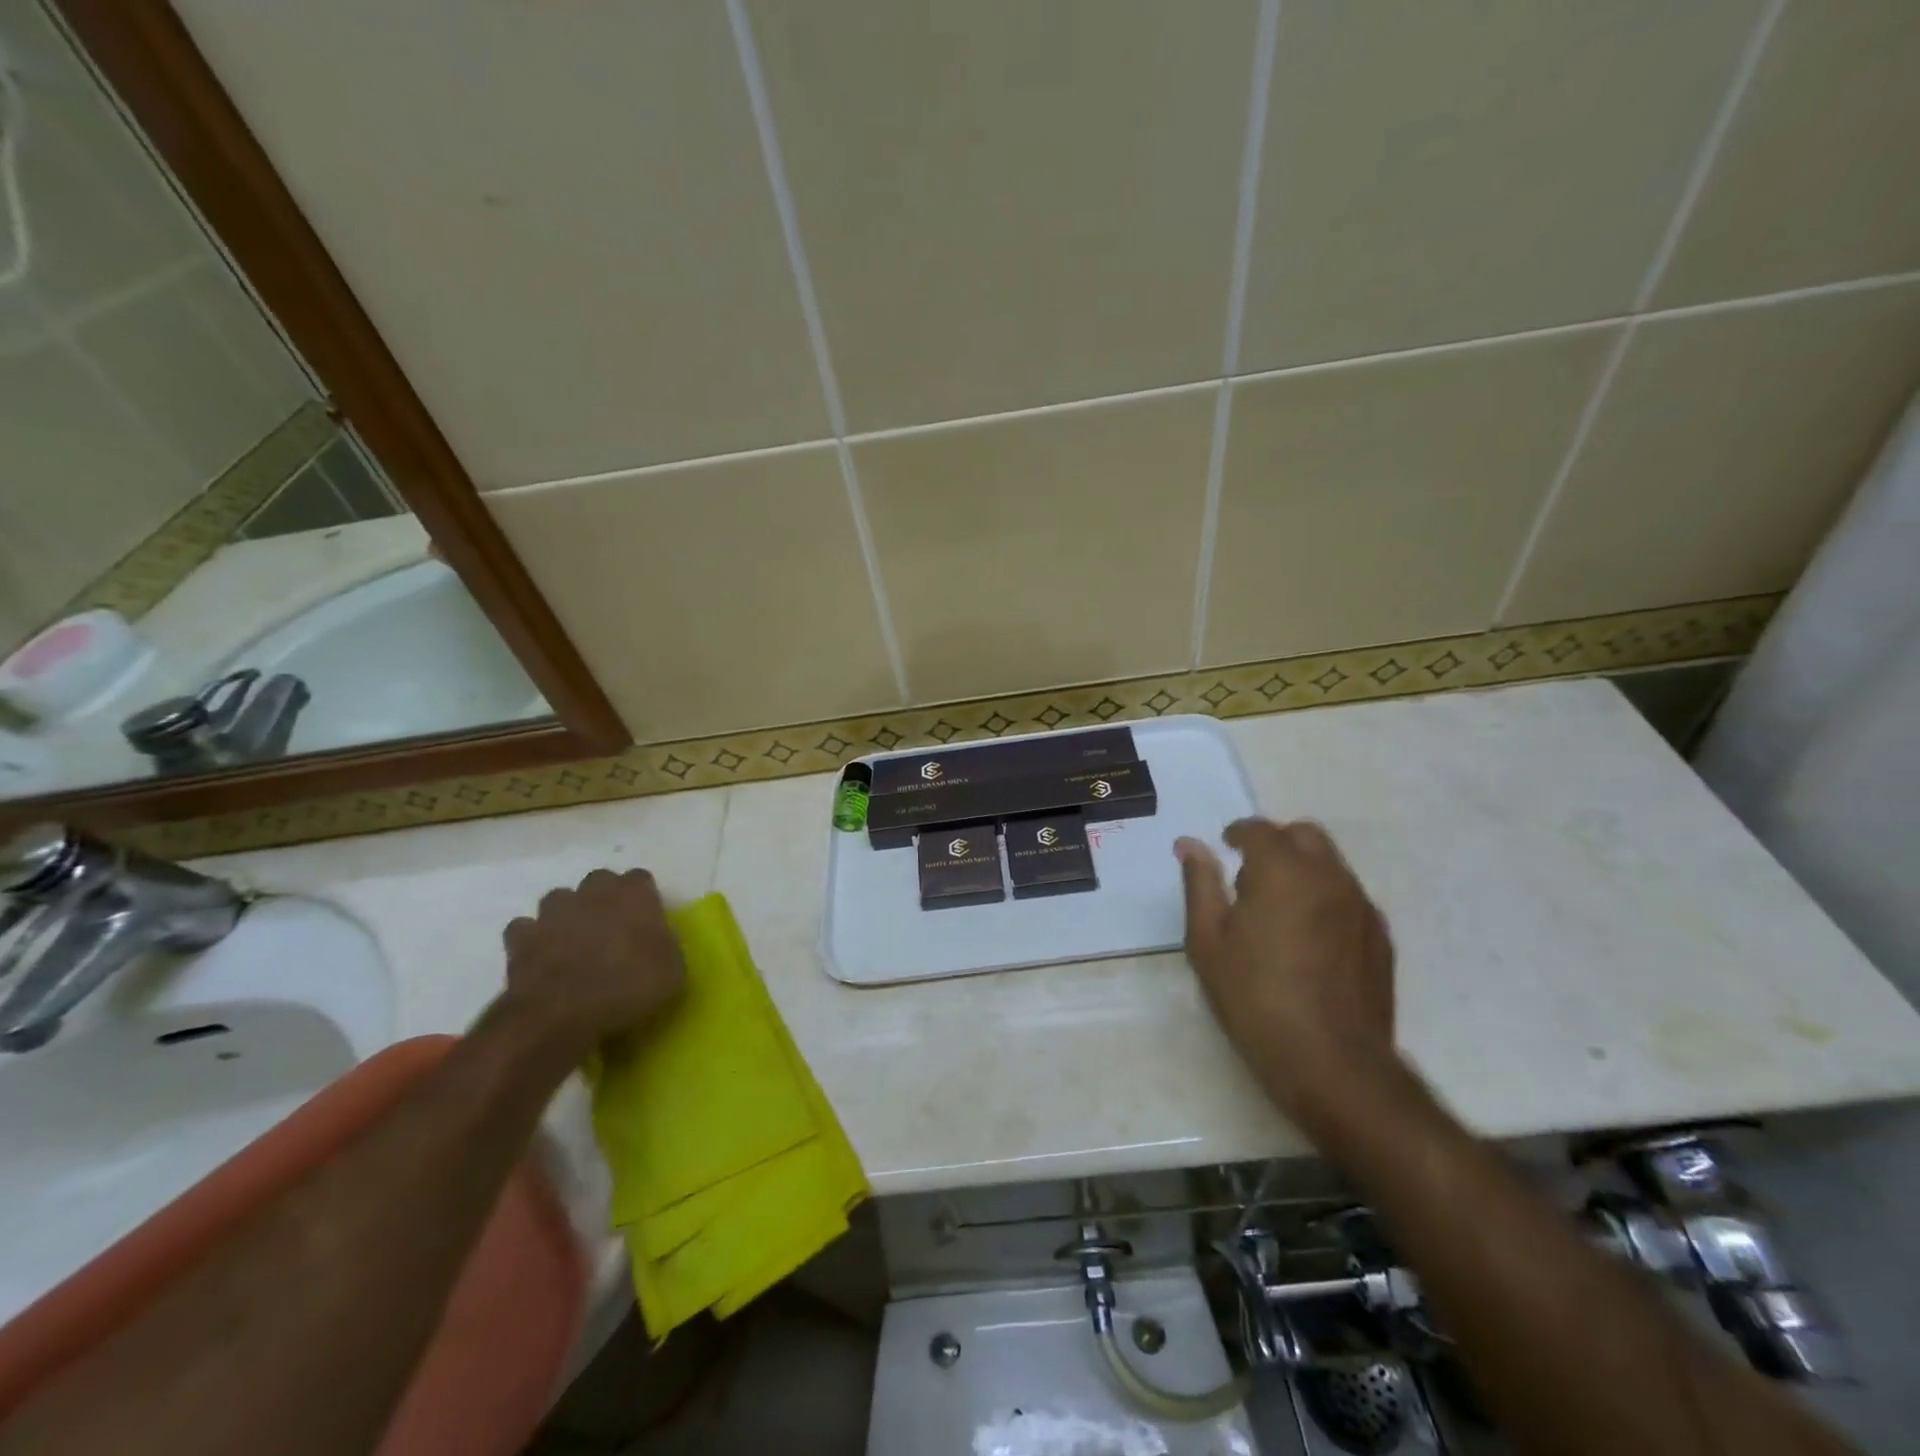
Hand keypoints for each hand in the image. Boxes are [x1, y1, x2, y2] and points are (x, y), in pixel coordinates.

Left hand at [501, 868, 685, 1052]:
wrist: (562, 1014)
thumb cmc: (629, 987)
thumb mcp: (673, 971)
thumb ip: (665, 946)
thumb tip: (657, 943)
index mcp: (634, 894)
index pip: (641, 879)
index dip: (643, 899)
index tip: (647, 922)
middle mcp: (592, 892)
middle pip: (599, 881)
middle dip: (604, 899)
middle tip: (612, 929)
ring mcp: (552, 912)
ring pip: (559, 899)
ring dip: (567, 915)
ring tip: (574, 942)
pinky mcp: (520, 938)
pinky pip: (525, 929)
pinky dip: (532, 939)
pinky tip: (541, 958)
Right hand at [1176, 820, 1397, 1127]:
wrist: (1332, 1063)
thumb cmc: (1255, 998)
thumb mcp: (1208, 942)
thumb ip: (1200, 884)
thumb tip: (1190, 844)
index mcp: (1282, 871)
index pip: (1260, 829)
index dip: (1237, 833)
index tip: (1224, 847)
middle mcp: (1328, 876)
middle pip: (1305, 835)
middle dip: (1275, 843)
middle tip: (1249, 877)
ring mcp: (1361, 905)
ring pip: (1330, 864)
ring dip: (1302, 869)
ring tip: (1277, 913)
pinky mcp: (1380, 936)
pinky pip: (1348, 896)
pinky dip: (1324, 898)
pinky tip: (1308, 940)